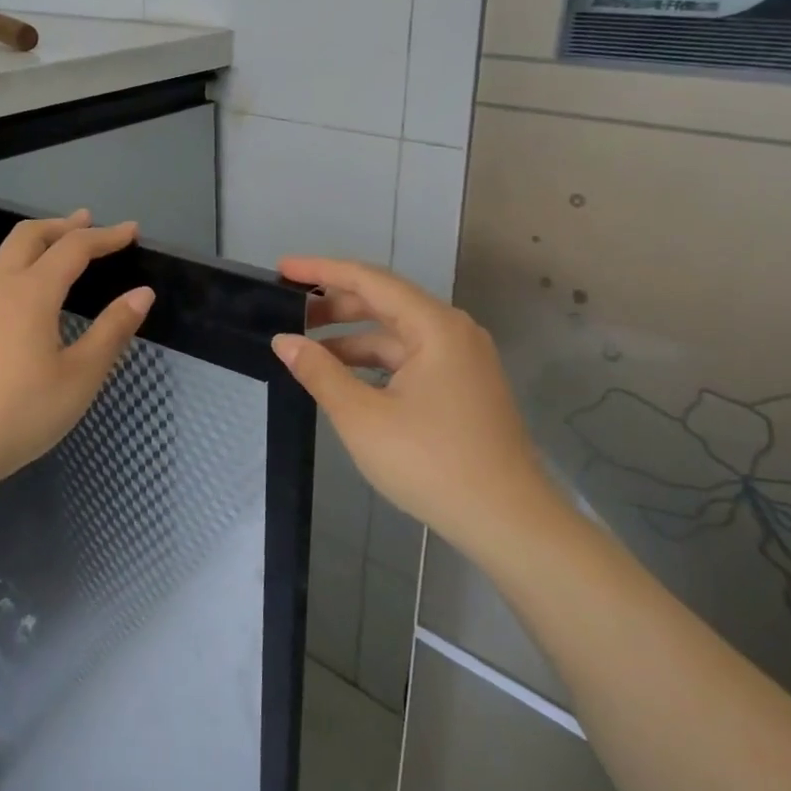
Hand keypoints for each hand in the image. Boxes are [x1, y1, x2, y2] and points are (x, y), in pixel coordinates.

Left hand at [0, 211, 153, 491]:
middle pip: (29, 236)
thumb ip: (112, 331)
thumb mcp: (80, 376)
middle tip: (90, 222)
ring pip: (7, 257)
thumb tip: (142, 294)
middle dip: (62, 225)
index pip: (74, 248)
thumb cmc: (22, 412)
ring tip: (64, 253)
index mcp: (31, 294)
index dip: (106, 237)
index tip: (132, 231)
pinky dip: (24, 270)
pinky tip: (34, 299)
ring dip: (39, 245)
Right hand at [273, 257, 559, 558]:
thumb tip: (285, 341)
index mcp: (434, 326)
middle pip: (385, 303)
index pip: (369, 280)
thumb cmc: (431, 463)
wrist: (507, 521)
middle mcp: (453, 332)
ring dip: (353, 338)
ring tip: (309, 350)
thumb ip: (320, 373)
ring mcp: (463, 360)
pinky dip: (376, 363)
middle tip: (289, 312)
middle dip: (335, 305)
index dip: (322, 271)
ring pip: (398, 335)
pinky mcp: (464, 387)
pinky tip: (347, 379)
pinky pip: (411, 359)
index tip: (283, 269)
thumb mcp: (363, 418)